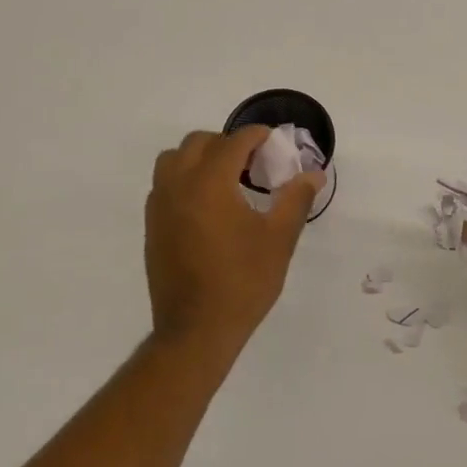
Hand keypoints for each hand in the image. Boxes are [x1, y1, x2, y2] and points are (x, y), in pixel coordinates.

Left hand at [144, 126, 322, 349]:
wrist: (196, 330)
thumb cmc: (243, 282)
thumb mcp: (279, 239)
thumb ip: (295, 199)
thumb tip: (313, 175)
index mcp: (210, 182)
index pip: (233, 142)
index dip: (256, 136)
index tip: (274, 143)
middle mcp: (178, 185)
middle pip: (199, 143)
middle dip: (227, 144)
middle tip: (253, 164)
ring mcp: (159, 205)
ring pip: (174, 160)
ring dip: (200, 158)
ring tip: (226, 180)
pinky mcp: (152, 226)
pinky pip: (164, 185)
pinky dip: (185, 179)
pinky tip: (208, 206)